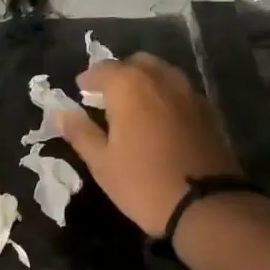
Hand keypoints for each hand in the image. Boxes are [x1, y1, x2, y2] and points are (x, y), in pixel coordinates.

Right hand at [53, 53, 240, 235]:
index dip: (89, 78)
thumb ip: (80, 133)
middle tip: (106, 96)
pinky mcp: (209, 111)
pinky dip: (166, 95)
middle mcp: (161, 80)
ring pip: (162, 73)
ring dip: (145, 81)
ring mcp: (189, 93)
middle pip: (136, 63)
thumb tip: (60, 114)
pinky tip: (160, 118)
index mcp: (130, 87)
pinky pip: (181, 91)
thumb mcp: (102, 163)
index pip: (103, 69)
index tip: (80, 90)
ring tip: (133, 105)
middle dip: (119, 74)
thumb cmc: (143, 183)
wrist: (206, 206)